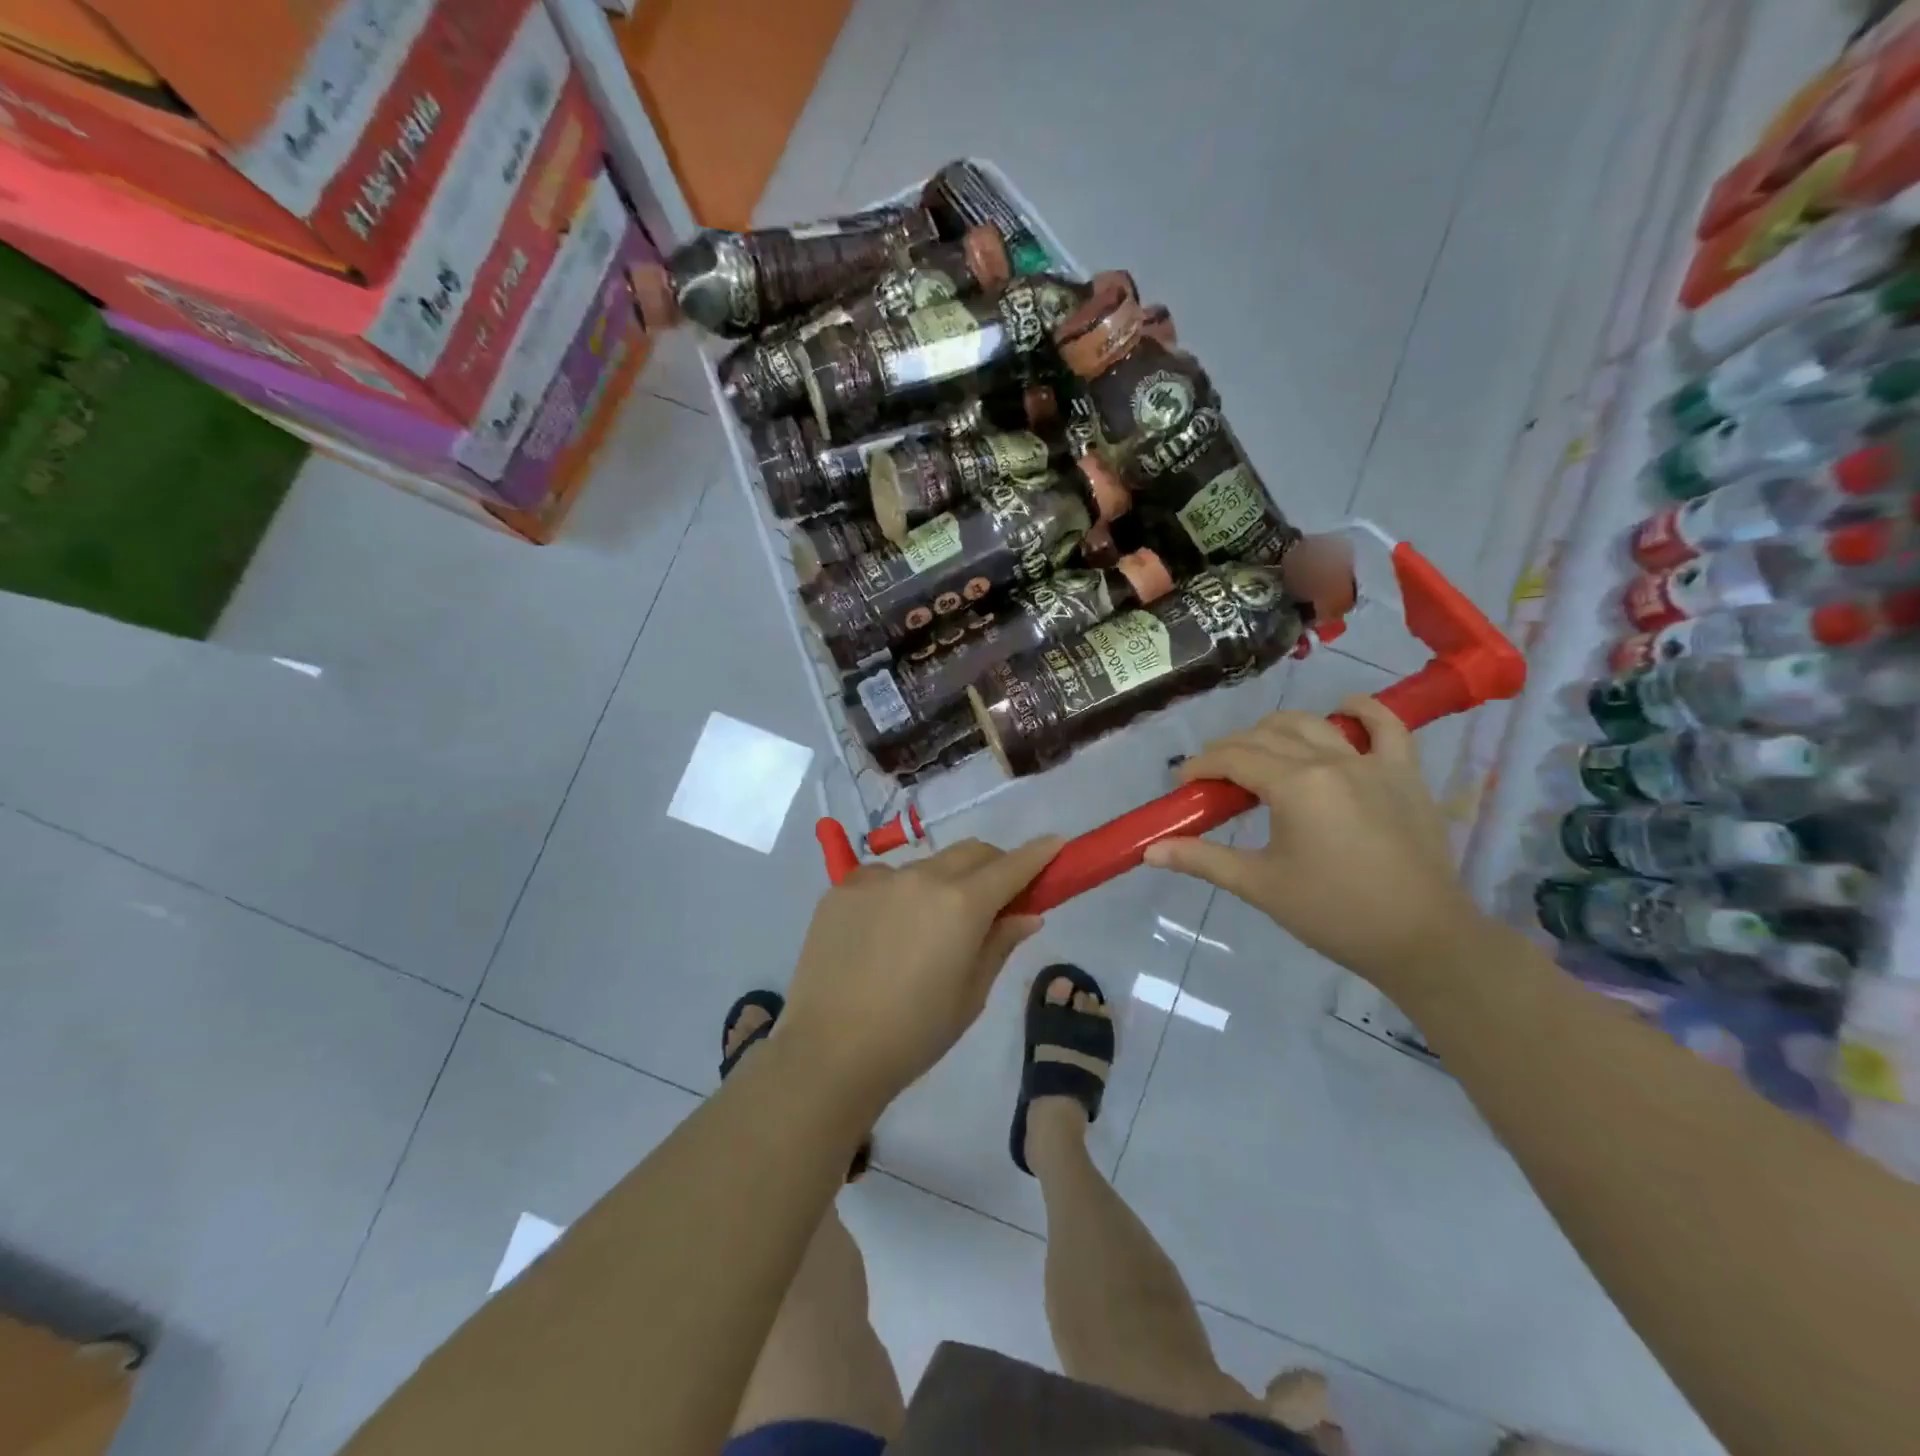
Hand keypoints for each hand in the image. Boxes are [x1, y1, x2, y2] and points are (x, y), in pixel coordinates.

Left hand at [779, 835, 1062, 1111]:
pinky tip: (884, 930)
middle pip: (970, 852)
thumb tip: (1027, 914)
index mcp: (961, 904)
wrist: (829, 1052)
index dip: (1038, 854)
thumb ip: (1000, 944)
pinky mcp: (841, 887)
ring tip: (928, 927)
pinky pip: (883, 877)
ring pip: (925, 865)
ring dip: (942, 882)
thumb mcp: (971, 995)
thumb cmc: (914, 1034)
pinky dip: (897, 892)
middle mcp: (921, 877)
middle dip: (992, 865)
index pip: (1011, 866)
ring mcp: (877, 878)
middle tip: (996, 896)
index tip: (1055, 844)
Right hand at [1143, 696, 1485, 989]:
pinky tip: (1343, 708)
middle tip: (1214, 778)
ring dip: (1277, 729)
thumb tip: (1151, 851)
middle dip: (1230, 749)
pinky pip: (1387, 726)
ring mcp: (1372, 763)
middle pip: (1266, 735)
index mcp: (1295, 785)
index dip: (1200, 766)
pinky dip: (1363, 711)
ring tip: (1259, 751)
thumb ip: (1203, 860)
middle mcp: (1330, 760)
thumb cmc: (1333, 913)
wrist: (1422, 938)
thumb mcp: (1260, 886)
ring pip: (1313, 724)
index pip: (1233, 758)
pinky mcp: (1404, 774)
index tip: (1182, 784)